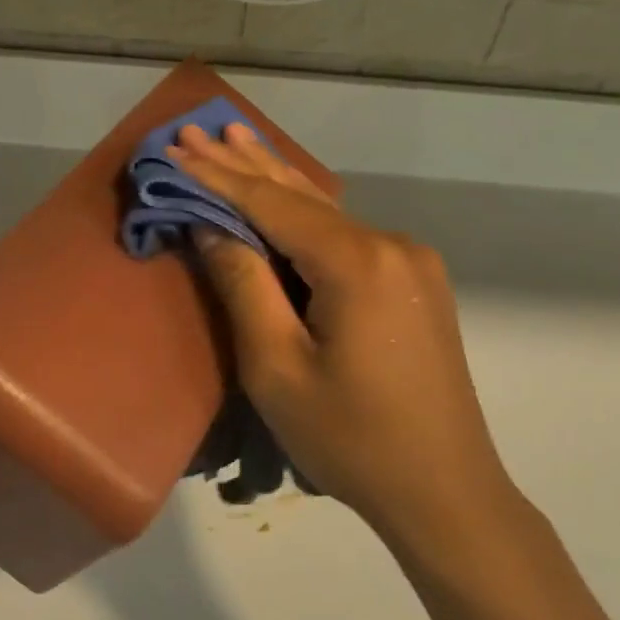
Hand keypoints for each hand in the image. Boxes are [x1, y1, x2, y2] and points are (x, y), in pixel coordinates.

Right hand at [169, 123, 516, 549]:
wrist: (445, 491)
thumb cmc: (350, 438)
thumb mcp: (277, 367)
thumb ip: (244, 285)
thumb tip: (211, 226)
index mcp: (357, 262)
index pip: (271, 204)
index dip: (217, 176)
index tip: (174, 147)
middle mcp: (391, 245)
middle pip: (301, 196)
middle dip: (244, 163)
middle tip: (196, 128)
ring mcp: (411, 262)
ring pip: (327, 213)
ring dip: (276, 181)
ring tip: (235, 138)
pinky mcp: (416, 283)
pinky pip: (348, 236)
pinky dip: (306, 215)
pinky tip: (285, 192)